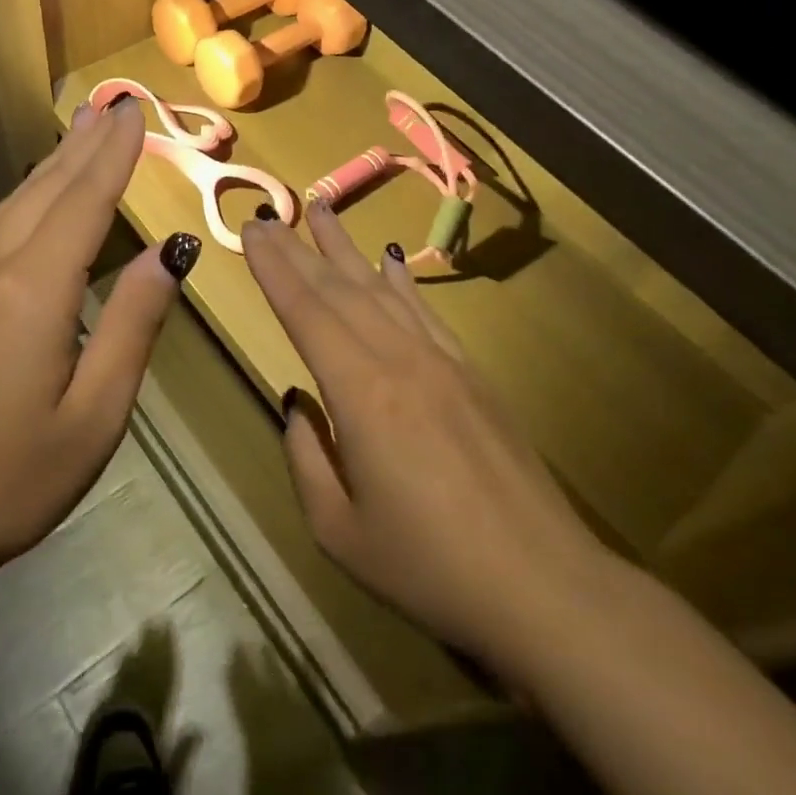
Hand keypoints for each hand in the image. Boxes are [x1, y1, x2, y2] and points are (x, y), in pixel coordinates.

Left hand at [0, 97, 199, 581]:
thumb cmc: (10, 479)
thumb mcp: (94, 415)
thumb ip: (131, 324)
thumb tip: (170, 253)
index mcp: (33, 291)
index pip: (84, 202)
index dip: (113, 155)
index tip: (133, 112)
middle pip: (44, 191)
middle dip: (83, 146)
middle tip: (111, 105)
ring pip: (13, 207)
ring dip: (52, 167)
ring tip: (79, 133)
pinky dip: (25, 199)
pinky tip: (33, 200)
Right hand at [242, 200, 610, 668]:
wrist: (544, 585)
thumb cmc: (430, 566)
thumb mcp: (340, 530)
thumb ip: (307, 457)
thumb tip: (297, 402)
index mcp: (361, 393)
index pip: (306, 313)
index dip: (274, 269)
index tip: (251, 230)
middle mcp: (399, 360)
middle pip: (338, 290)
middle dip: (298, 248)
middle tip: (267, 214)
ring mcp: (441, 362)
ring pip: (381, 289)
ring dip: (345, 248)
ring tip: (321, 209)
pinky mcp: (472, 374)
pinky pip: (425, 312)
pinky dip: (401, 281)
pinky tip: (390, 259)